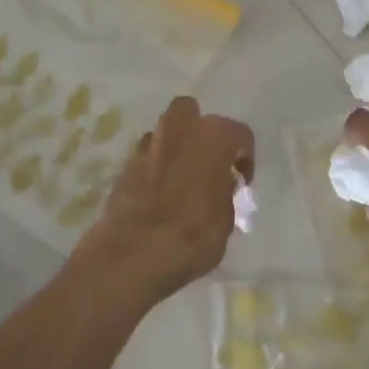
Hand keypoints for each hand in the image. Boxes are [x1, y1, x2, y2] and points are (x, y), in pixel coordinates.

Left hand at [72, 97, 253, 309]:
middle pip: (192, 113)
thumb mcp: (226, 221)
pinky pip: (148, 156)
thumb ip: (225, 194)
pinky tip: (160, 193)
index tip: (241, 182)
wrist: (131, 255)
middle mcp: (179, 130)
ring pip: (166, 131)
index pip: (239, 134)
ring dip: (177, 147)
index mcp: (212, 137)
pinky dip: (156, 166)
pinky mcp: (124, 166)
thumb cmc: (191, 236)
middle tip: (209, 163)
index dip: (244, 158)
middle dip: (202, 132)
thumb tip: (220, 185)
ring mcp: (148, 146)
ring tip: (183, 178)